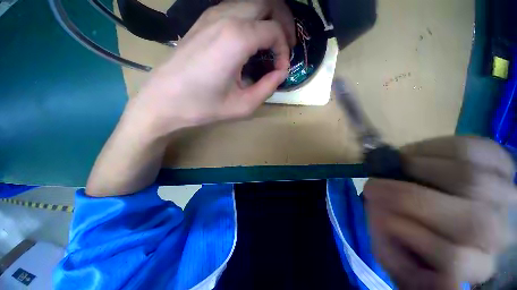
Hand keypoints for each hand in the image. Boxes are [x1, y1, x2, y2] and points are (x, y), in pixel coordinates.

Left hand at [124, 1, 290, 136]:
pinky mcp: (203, 21)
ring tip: (271, 44)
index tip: (281, 71)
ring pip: (251, 2)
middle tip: (285, 47)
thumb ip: (267, 88)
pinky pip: (235, 9)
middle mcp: (225, 17)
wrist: (164, 101)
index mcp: (236, 38)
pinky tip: (250, 42)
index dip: (284, 51)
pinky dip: (251, 21)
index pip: (274, 31)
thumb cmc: (203, 107)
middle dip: (283, 23)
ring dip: (267, 19)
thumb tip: (281, 73)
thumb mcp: (243, 106)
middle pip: (267, 3)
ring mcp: (211, 16)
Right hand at [364, 136, 516, 288]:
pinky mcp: (501, 161)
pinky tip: (416, 153)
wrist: (443, 205)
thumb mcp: (405, 259)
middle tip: (373, 185)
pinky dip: (435, 147)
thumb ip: (407, 273)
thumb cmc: (421, 236)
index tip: (376, 215)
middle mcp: (501, 233)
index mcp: (475, 265)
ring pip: (469, 178)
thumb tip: (429, 273)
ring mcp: (507, 193)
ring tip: (394, 167)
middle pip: (471, 221)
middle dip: (408, 198)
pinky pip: (471, 148)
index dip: (412, 236)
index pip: (454, 260)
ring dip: (418, 168)